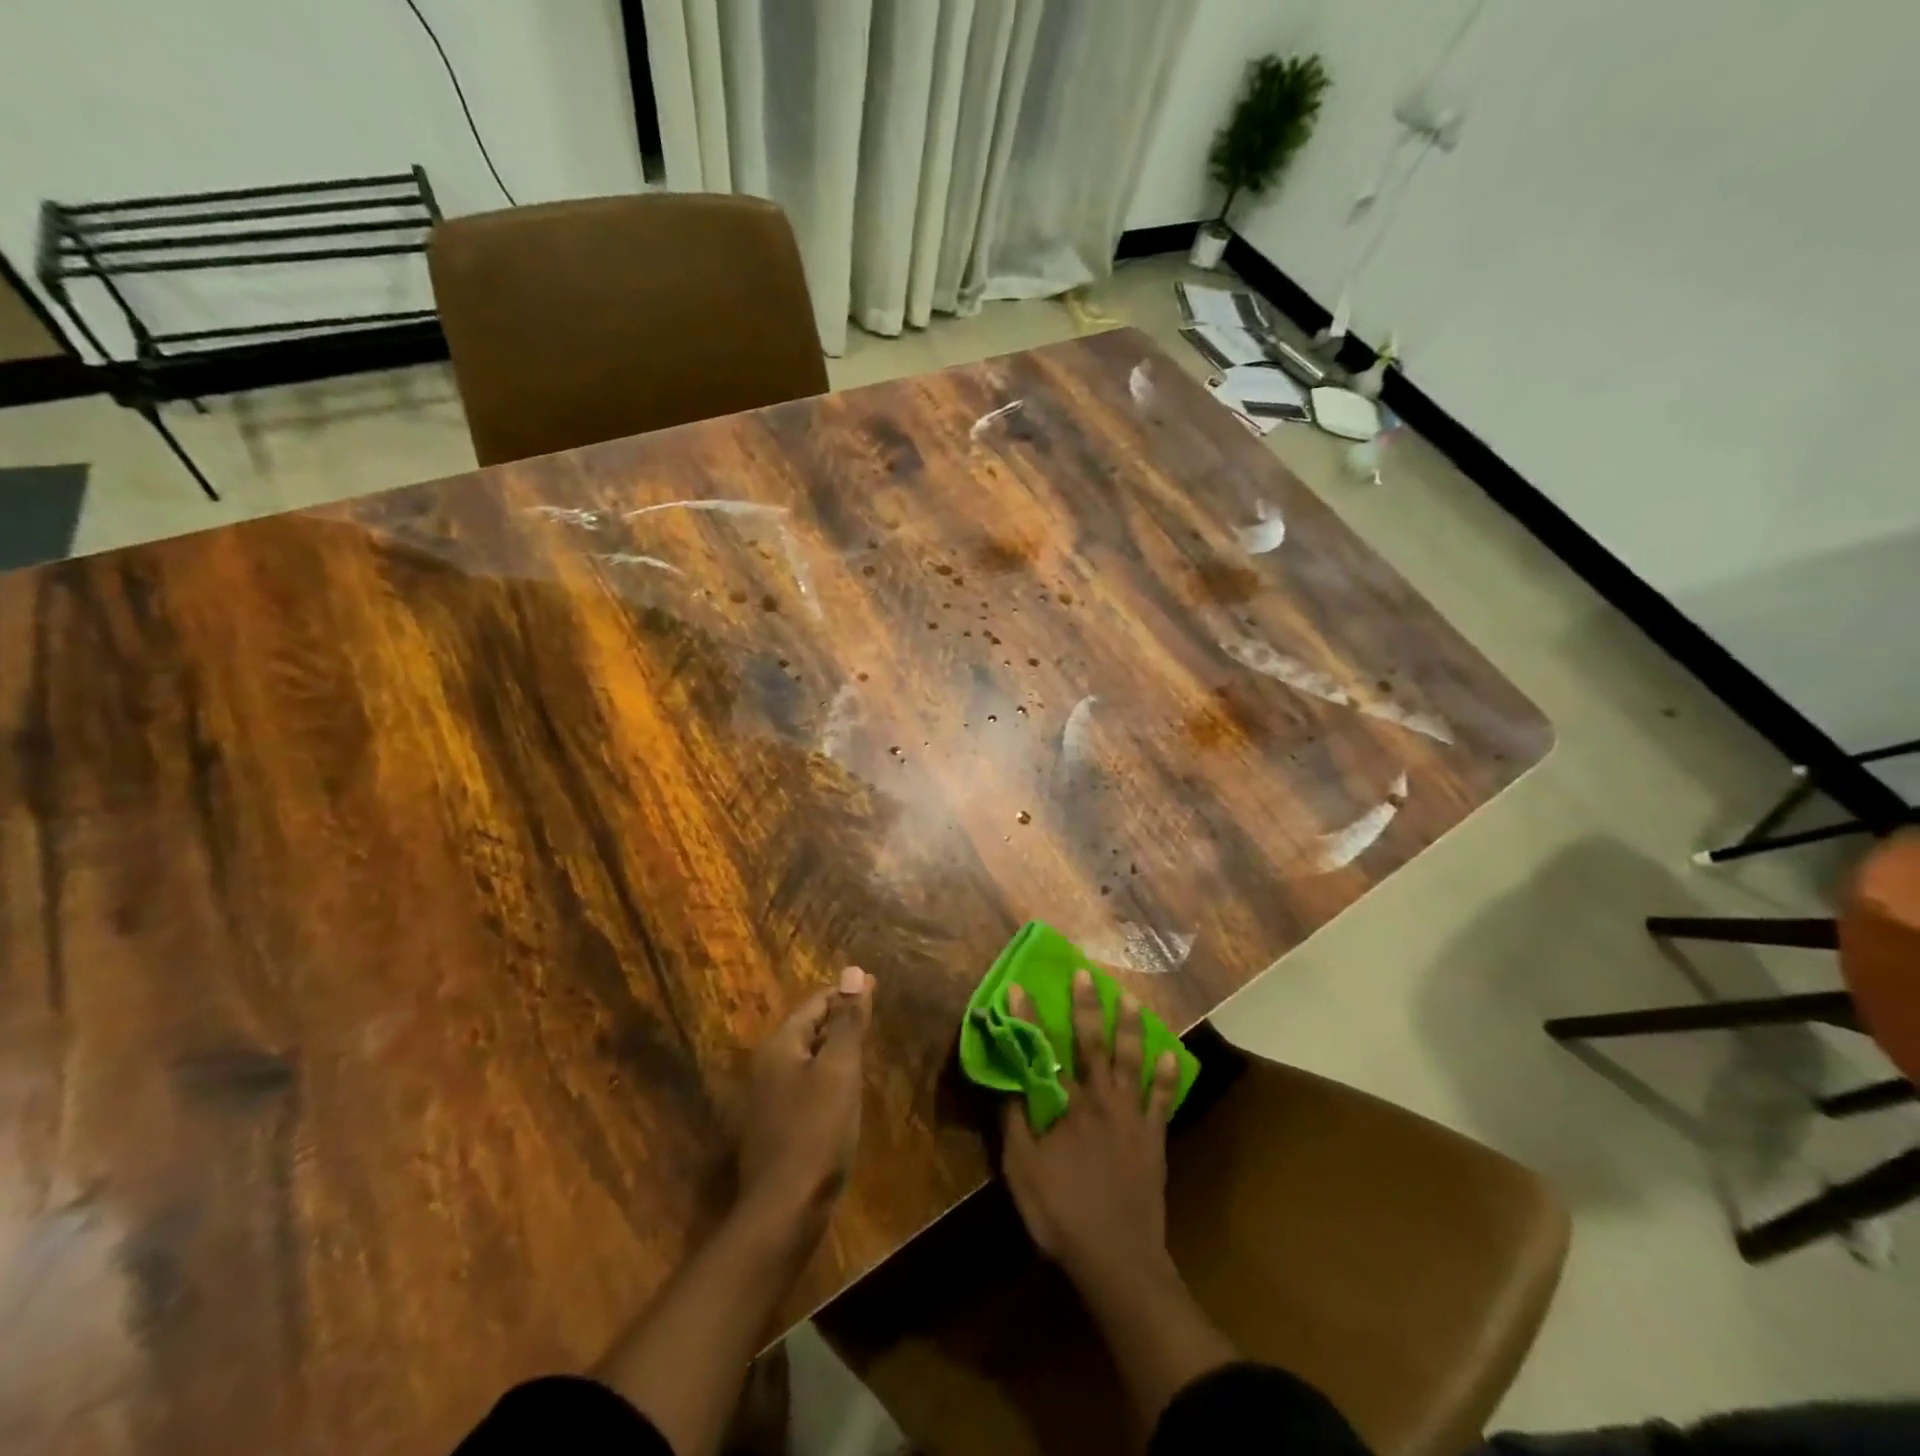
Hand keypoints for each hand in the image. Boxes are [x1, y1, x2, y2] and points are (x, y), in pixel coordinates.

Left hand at [737, 966, 874, 1230]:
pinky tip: (845, 1087)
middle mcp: (768, 1066)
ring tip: (863, 1042)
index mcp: (780, 1046)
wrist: (784, 1211)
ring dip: (833, 1046)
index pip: (815, 1003)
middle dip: (838, 1016)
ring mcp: (769, 1099)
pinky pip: (805, 1084)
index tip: (873, 985)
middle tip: (871, 1009)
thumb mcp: (840, 1070)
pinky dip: (827, 1074)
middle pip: (807, 1028)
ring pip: (806, 1057)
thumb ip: (847, 1021)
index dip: (844, 993)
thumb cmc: (816, 1132)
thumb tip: (852, 971)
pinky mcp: (777, 1127)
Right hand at [1000, 972, 1181, 1282]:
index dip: (1028, 1017)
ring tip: (1132, 1000)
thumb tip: (1006, 1080)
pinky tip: (1171, 1056)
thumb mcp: (1021, 1171)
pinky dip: (1166, 1076)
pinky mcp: (1153, 1138)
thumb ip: (1013, 1123)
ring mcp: (1130, 1117)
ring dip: (1130, 1028)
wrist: (1117, 1257)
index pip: (1042, 1051)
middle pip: (1092, 1043)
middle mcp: (1099, 1100)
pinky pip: (1161, 1100)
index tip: (1017, 986)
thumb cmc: (1061, 1214)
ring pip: (1131, 1061)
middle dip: (1086, 1006)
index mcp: (1065, 1105)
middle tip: (1086, 974)